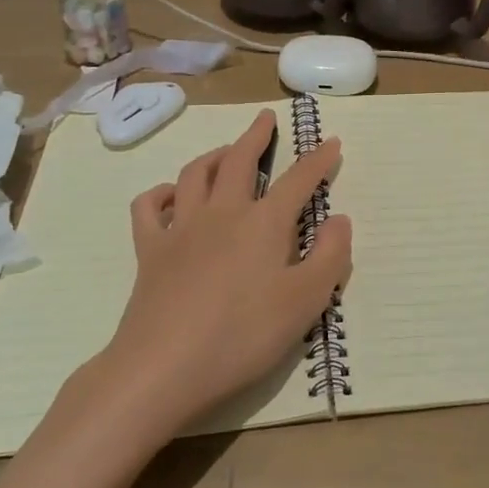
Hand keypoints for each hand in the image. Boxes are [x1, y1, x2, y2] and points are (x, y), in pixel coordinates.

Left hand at [106, 109, 350, 429]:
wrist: (163, 368)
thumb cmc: (242, 336)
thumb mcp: (305, 302)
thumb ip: (329, 257)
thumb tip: (338, 219)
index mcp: (264, 223)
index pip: (298, 180)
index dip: (318, 159)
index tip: (332, 141)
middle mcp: (223, 213)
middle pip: (239, 160)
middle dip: (256, 135)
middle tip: (265, 119)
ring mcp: (181, 228)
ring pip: (195, 174)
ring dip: (213, 156)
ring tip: (225, 152)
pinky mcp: (150, 251)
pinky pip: (149, 208)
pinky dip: (160, 193)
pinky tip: (170, 195)